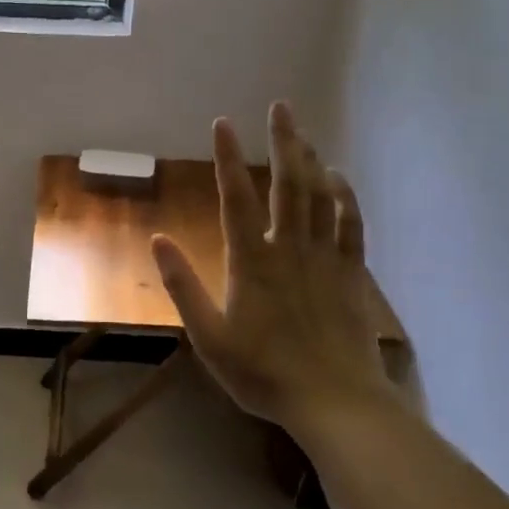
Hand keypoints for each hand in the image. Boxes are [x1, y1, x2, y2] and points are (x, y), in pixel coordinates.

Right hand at [151, 104, 393, 432]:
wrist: (334, 401)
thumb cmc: (263, 373)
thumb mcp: (209, 337)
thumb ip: (183, 287)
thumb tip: (157, 240)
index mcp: (251, 261)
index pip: (235, 198)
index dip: (227, 158)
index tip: (222, 123)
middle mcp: (289, 248)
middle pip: (287, 184)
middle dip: (283, 141)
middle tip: (281, 106)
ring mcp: (325, 258)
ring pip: (320, 197)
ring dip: (311, 160)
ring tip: (302, 132)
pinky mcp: (350, 274)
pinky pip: (350, 224)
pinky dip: (345, 196)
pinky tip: (338, 178)